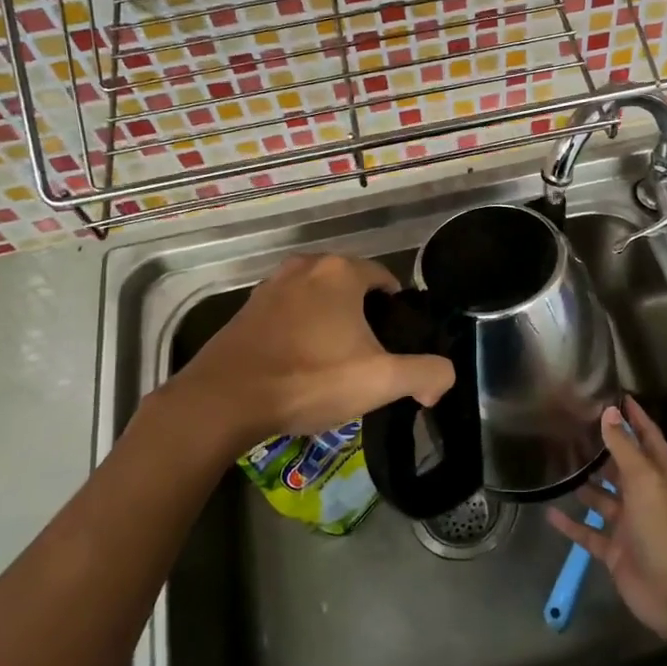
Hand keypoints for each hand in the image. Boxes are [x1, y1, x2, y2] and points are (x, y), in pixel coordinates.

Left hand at [166, 253, 455, 448]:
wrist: (224, 399)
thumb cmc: (309, 379)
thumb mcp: (381, 381)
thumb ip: (426, 374)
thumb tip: (442, 379)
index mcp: (342, 271)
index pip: (386, 279)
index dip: (397, 314)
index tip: (396, 347)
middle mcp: (307, 266)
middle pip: (352, 289)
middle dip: (364, 319)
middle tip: (367, 361)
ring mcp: (272, 284)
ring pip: (319, 300)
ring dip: (331, 325)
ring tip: (333, 366)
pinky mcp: (248, 308)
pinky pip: (290, 313)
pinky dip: (301, 331)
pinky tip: (299, 366)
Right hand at [544, 397, 666, 643]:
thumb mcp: (646, 481)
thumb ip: (625, 447)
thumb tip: (609, 411)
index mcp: (660, 476)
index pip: (648, 437)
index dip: (635, 416)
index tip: (615, 394)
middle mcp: (645, 496)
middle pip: (621, 466)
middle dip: (602, 448)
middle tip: (570, 427)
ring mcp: (629, 525)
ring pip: (602, 498)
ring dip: (584, 484)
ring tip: (556, 463)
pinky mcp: (614, 551)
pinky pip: (588, 533)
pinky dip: (571, 524)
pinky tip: (549, 511)